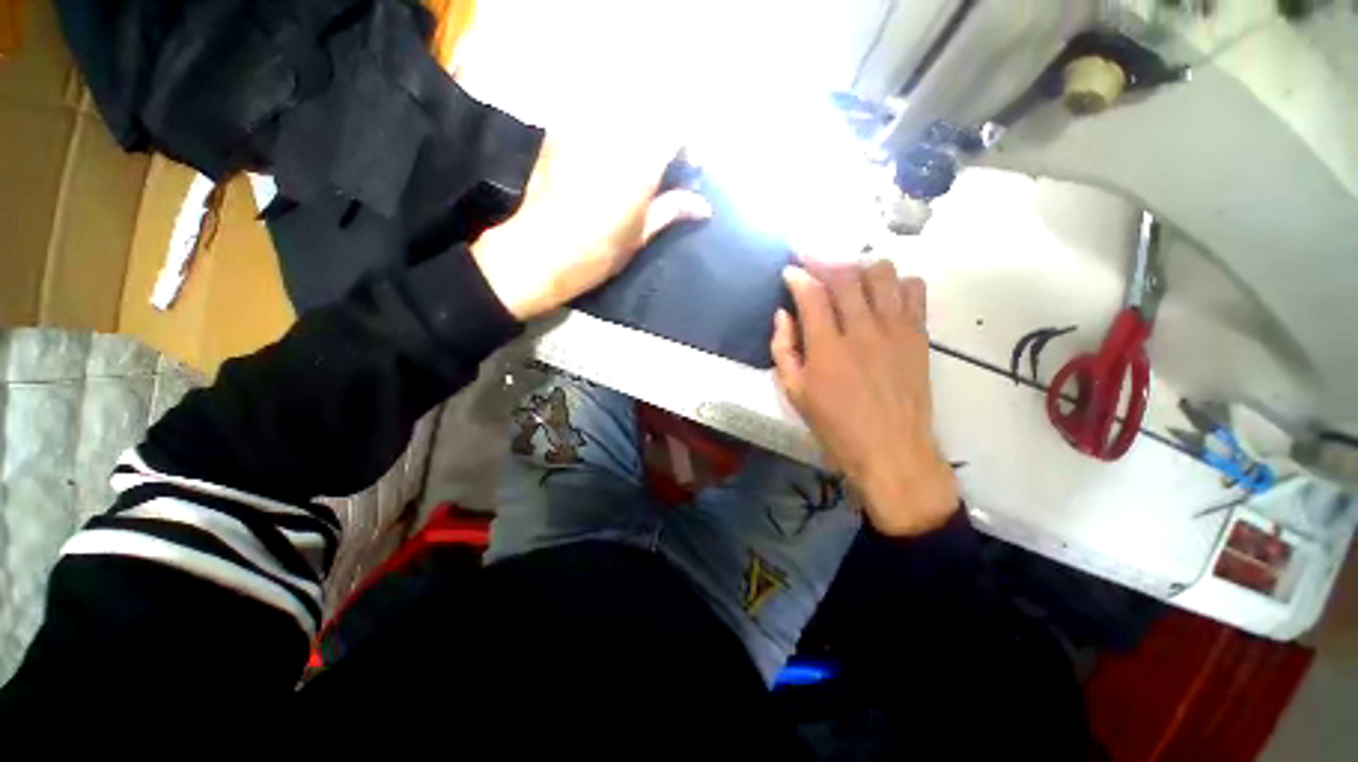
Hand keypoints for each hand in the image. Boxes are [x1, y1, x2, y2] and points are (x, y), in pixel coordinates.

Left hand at [471, 136, 710, 319]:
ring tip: (637, 160)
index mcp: (638, 165)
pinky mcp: (560, 133)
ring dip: (637, 130)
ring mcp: (583, 130)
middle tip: (665, 164)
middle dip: (664, 135)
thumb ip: (672, 210)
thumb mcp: (640, 235)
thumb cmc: (597, 253)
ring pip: (621, 111)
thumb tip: (704, 207)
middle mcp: (612, 137)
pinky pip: (592, 116)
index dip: (687, 146)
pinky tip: (607, 156)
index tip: (689, 168)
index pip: (674, 130)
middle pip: (650, 113)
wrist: (539, 253)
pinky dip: (608, 130)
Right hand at [771, 260, 957, 535]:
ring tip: (849, 278)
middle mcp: (862, 330)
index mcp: (827, 348)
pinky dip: (897, 283)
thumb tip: (783, 315)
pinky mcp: (919, 335)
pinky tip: (883, 296)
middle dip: (825, 259)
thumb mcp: (794, 393)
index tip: (790, 271)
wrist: (891, 450)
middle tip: (813, 260)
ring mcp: (895, 330)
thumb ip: (783, 349)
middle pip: (846, 274)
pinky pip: (914, 290)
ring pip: (883, 273)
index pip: (812, 293)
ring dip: (862, 268)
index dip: (798, 276)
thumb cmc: (835, 425)